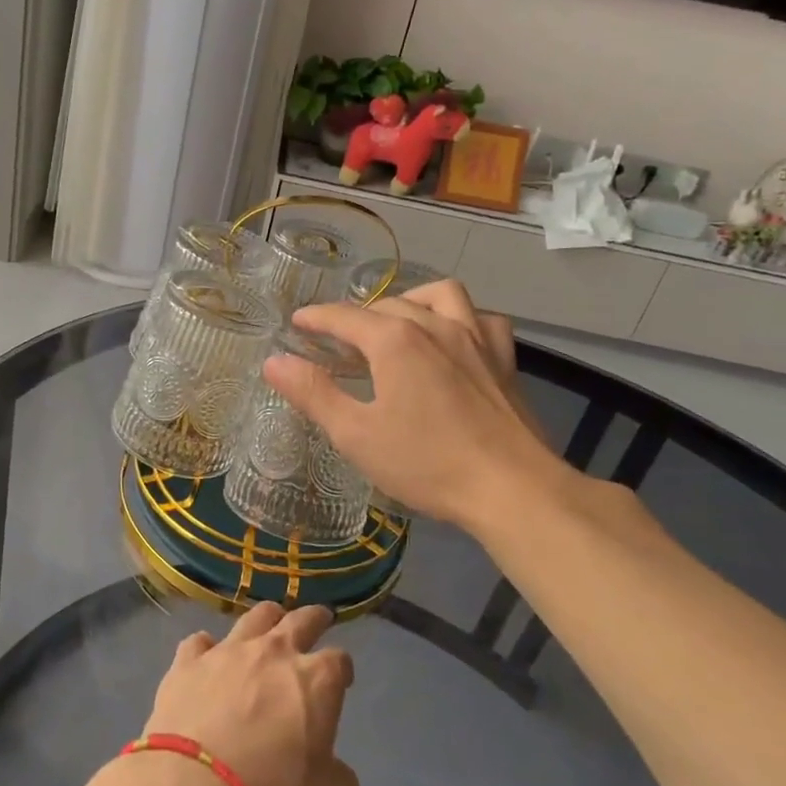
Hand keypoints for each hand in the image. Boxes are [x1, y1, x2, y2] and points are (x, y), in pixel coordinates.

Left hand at [143, 603, 359, 785]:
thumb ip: (338, 778)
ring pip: (252, 619)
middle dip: (313, 618)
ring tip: (269, 623)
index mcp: (315, 681)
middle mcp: (272, 653)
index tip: (342, 679)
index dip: (342, 669)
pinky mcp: (186, 664)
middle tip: (319, 618)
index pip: (339, 660)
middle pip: (299, 620)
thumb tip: (331, 769)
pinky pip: (199, 643)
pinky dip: (207, 649)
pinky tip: (207, 658)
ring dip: (266, 619)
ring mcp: (226, 653)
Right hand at [262, 280, 580, 534]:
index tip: (297, 323)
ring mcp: (475, 338)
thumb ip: (314, 393)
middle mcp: (435, 325)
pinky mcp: (503, 359)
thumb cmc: (426, 463)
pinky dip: (461, 318)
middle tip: (336, 342)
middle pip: (386, 306)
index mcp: (394, 340)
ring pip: (438, 296)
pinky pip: (481, 318)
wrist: (511, 488)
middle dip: (355, 316)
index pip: (344, 317)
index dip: (316, 318)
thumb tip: (274, 361)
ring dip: (409, 301)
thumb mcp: (356, 434)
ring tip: (394, 323)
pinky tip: (452, 337)